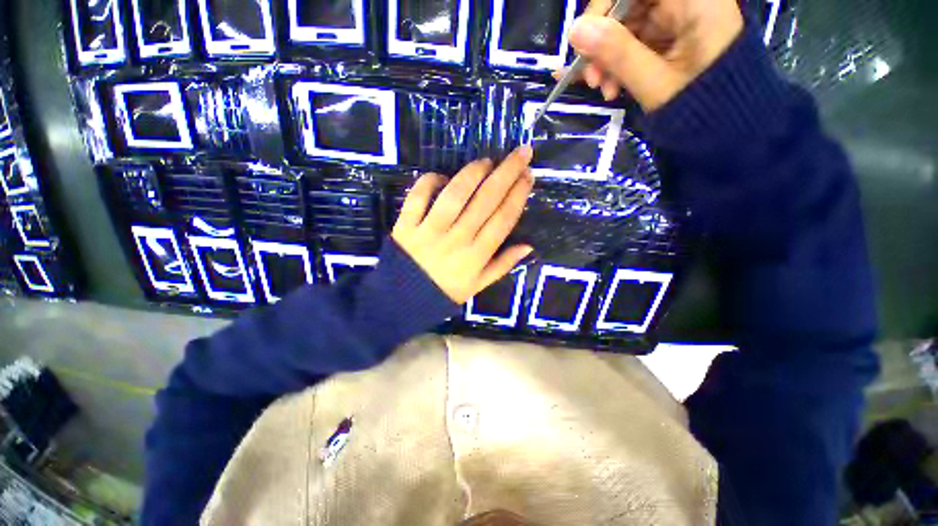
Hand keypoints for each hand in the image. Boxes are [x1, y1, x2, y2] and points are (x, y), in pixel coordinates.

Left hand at [392, 146, 534, 304]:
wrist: (403, 300)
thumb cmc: (445, 292)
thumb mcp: (478, 285)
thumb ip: (503, 265)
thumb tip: (528, 246)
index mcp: (476, 256)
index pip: (503, 219)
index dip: (518, 195)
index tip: (528, 175)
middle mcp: (457, 239)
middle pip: (486, 200)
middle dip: (507, 173)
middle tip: (521, 152)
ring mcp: (430, 231)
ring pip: (455, 194)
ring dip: (473, 173)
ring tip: (486, 162)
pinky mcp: (407, 225)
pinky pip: (418, 196)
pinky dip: (430, 181)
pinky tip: (442, 177)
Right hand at [558, 0, 743, 110]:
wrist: (726, 128)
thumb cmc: (699, 107)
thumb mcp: (655, 82)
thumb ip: (617, 53)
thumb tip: (575, 30)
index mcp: (695, 0)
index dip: (606, 5)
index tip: (584, 39)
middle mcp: (687, 2)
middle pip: (629, 5)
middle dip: (603, 41)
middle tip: (592, 78)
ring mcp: (678, 20)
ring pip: (628, 26)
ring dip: (607, 59)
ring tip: (604, 91)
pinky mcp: (670, 37)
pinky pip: (634, 42)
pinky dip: (619, 64)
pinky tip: (613, 88)